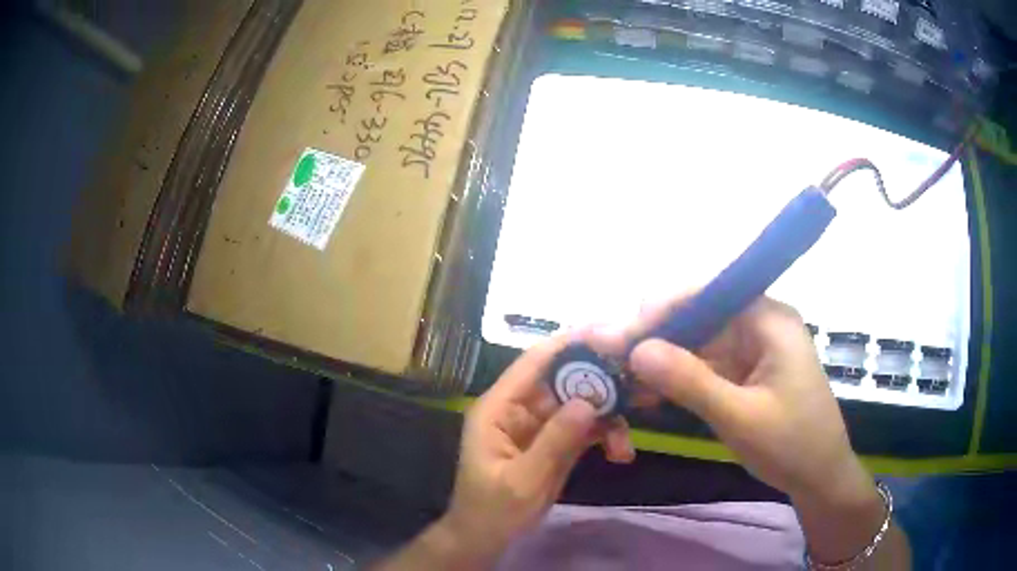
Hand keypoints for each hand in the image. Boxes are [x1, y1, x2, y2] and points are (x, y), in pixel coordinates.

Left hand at [378, 332, 633, 569]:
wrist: (487, 538)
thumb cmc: (491, 511)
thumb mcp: (521, 481)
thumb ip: (554, 442)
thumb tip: (589, 402)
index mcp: (500, 407)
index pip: (534, 362)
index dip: (569, 343)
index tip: (609, 332)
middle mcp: (521, 408)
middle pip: (566, 379)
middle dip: (602, 382)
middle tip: (639, 387)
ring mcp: (542, 425)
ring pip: (582, 402)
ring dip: (609, 416)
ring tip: (626, 445)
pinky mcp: (558, 442)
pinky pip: (588, 427)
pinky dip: (607, 435)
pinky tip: (621, 454)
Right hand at [590, 296, 862, 501]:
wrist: (819, 478)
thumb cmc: (791, 444)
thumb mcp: (739, 415)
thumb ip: (689, 380)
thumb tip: (635, 350)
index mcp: (768, 318)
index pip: (706, 294)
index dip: (659, 310)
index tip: (618, 337)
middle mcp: (759, 322)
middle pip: (697, 315)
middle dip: (653, 336)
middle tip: (607, 356)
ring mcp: (751, 347)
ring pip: (696, 341)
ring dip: (659, 359)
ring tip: (617, 375)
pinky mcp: (745, 371)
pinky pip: (704, 364)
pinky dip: (675, 377)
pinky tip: (645, 391)